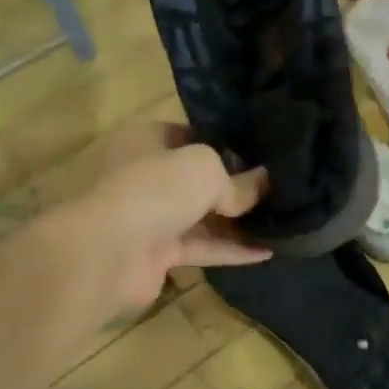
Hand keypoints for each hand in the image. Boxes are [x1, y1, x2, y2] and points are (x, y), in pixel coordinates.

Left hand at [60, 123, 269, 314]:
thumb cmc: (154, 190)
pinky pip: (202, 247)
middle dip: (236, 184)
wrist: (107, 252)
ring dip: (237, 221)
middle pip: (198, 179)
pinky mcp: (158, 254)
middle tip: (278, 186)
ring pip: (202, 216)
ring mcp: (151, 217)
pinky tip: (268, 250)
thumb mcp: (205, 169)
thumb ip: (238, 179)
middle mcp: (147, 176)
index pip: (191, 135)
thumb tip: (265, 184)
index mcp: (147, 141)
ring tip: (281, 219)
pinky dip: (232, 249)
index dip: (226, 142)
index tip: (262, 152)